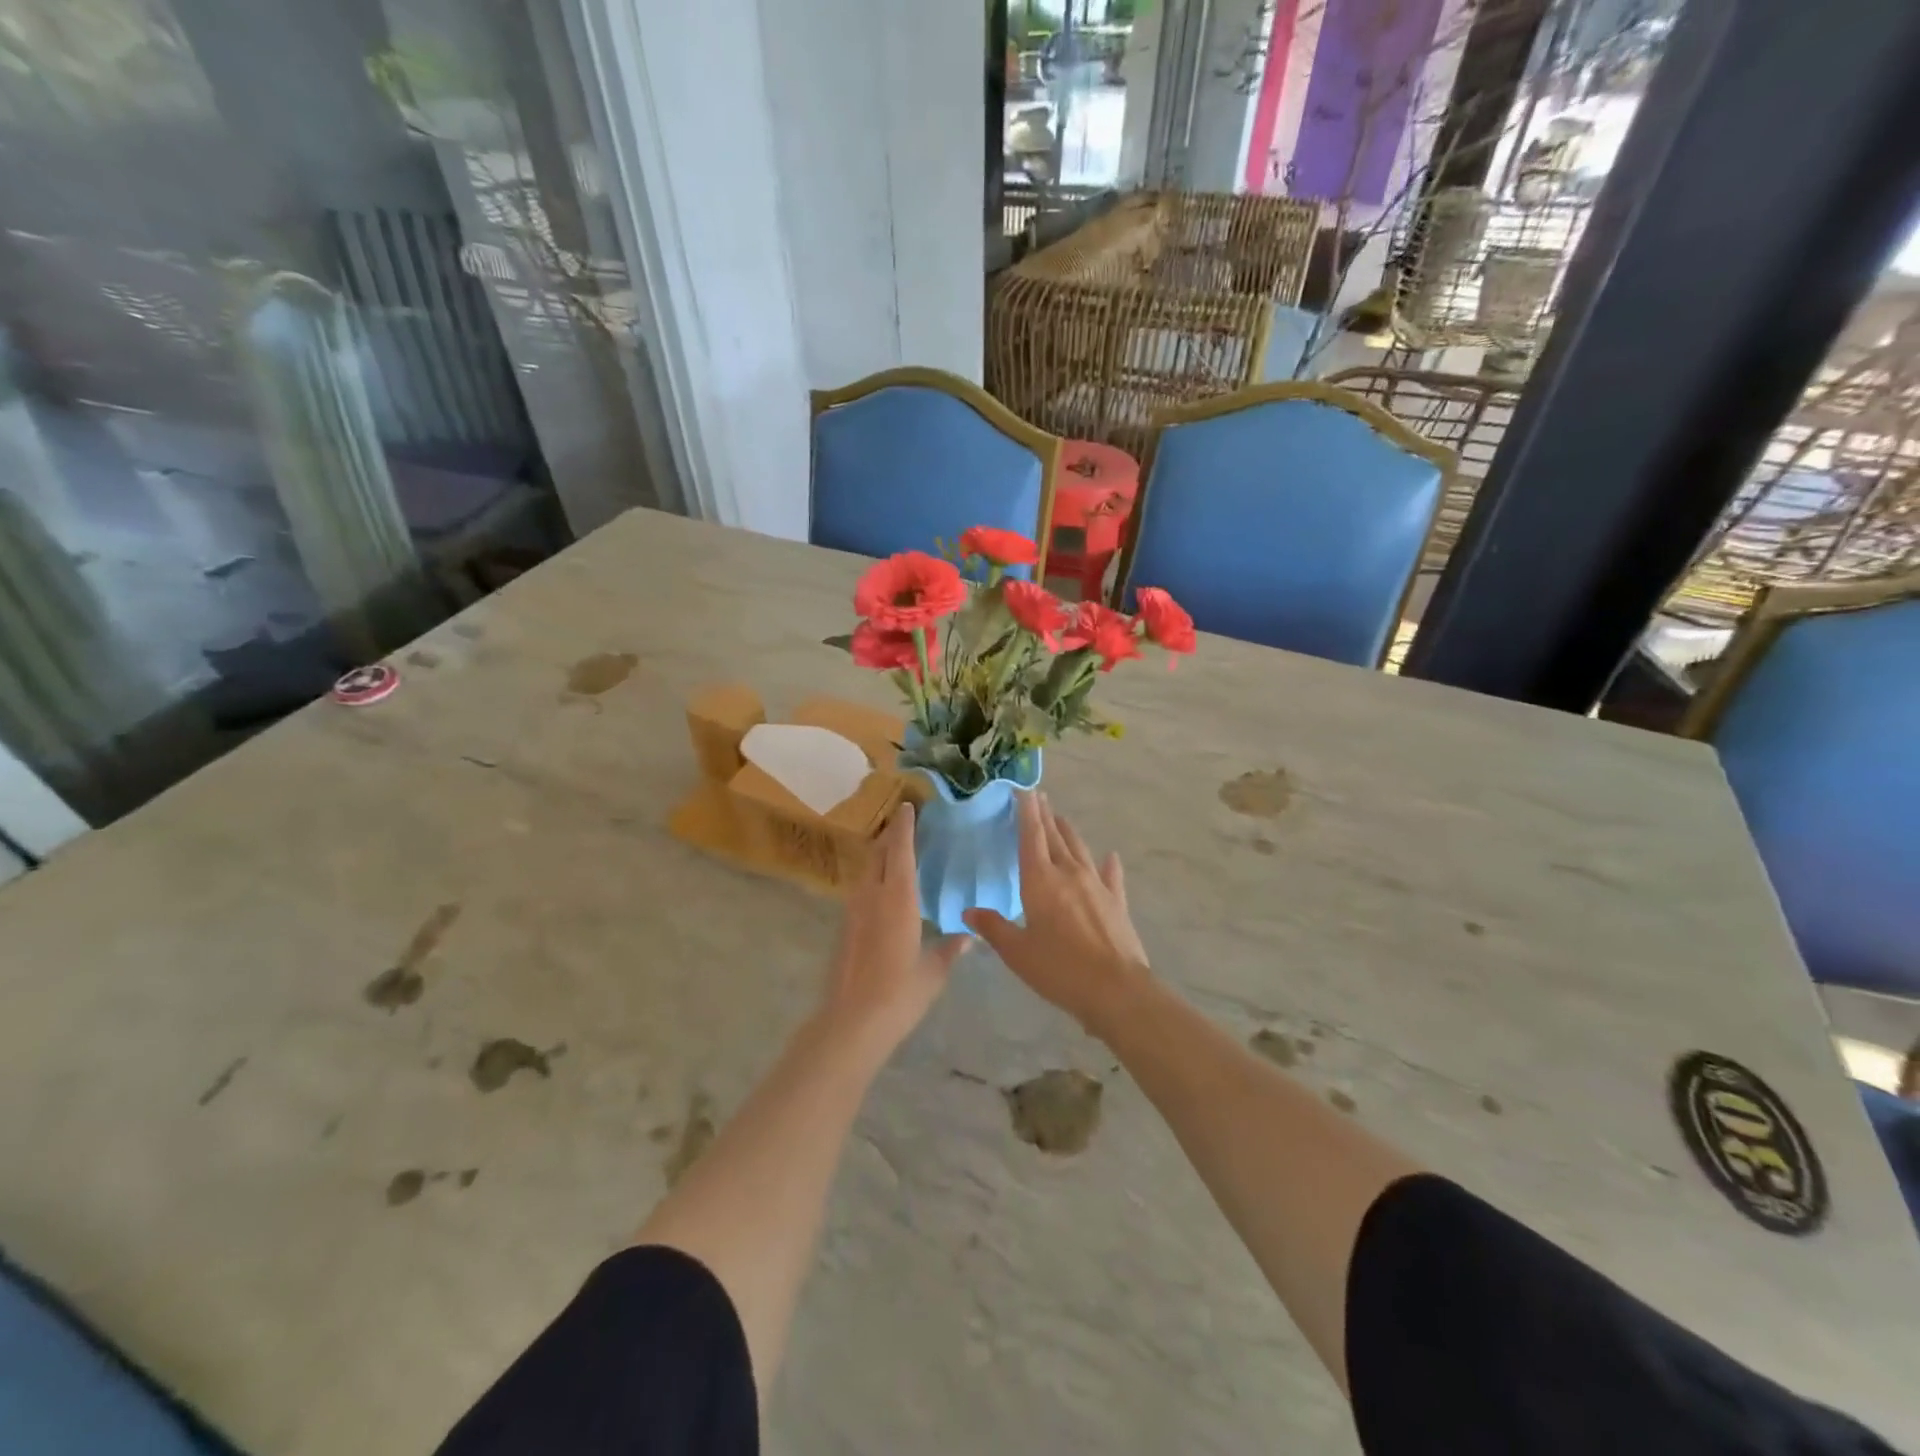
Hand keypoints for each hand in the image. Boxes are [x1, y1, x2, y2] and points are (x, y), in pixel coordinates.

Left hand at [825, 803, 969, 1053]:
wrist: (852, 1021)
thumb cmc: (900, 993)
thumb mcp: (933, 972)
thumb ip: (950, 949)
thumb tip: (968, 936)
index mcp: (897, 899)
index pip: (899, 851)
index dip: (904, 827)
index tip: (908, 807)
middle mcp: (871, 896)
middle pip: (877, 854)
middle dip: (890, 836)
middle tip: (905, 824)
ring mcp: (853, 912)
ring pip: (865, 871)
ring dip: (878, 856)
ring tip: (896, 853)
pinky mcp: (845, 928)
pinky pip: (860, 890)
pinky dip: (872, 878)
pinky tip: (884, 891)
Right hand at [964, 792, 1150, 1035]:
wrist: (1116, 989)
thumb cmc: (1059, 969)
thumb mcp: (1017, 952)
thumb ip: (993, 928)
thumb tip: (968, 912)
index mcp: (1040, 880)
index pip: (1031, 836)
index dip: (1026, 812)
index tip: (1023, 791)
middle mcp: (1069, 873)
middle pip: (1055, 836)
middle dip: (1045, 815)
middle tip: (1039, 797)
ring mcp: (1097, 885)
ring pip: (1080, 849)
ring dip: (1069, 832)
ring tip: (1061, 818)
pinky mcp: (1117, 902)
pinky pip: (1111, 875)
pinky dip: (1108, 863)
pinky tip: (1110, 855)